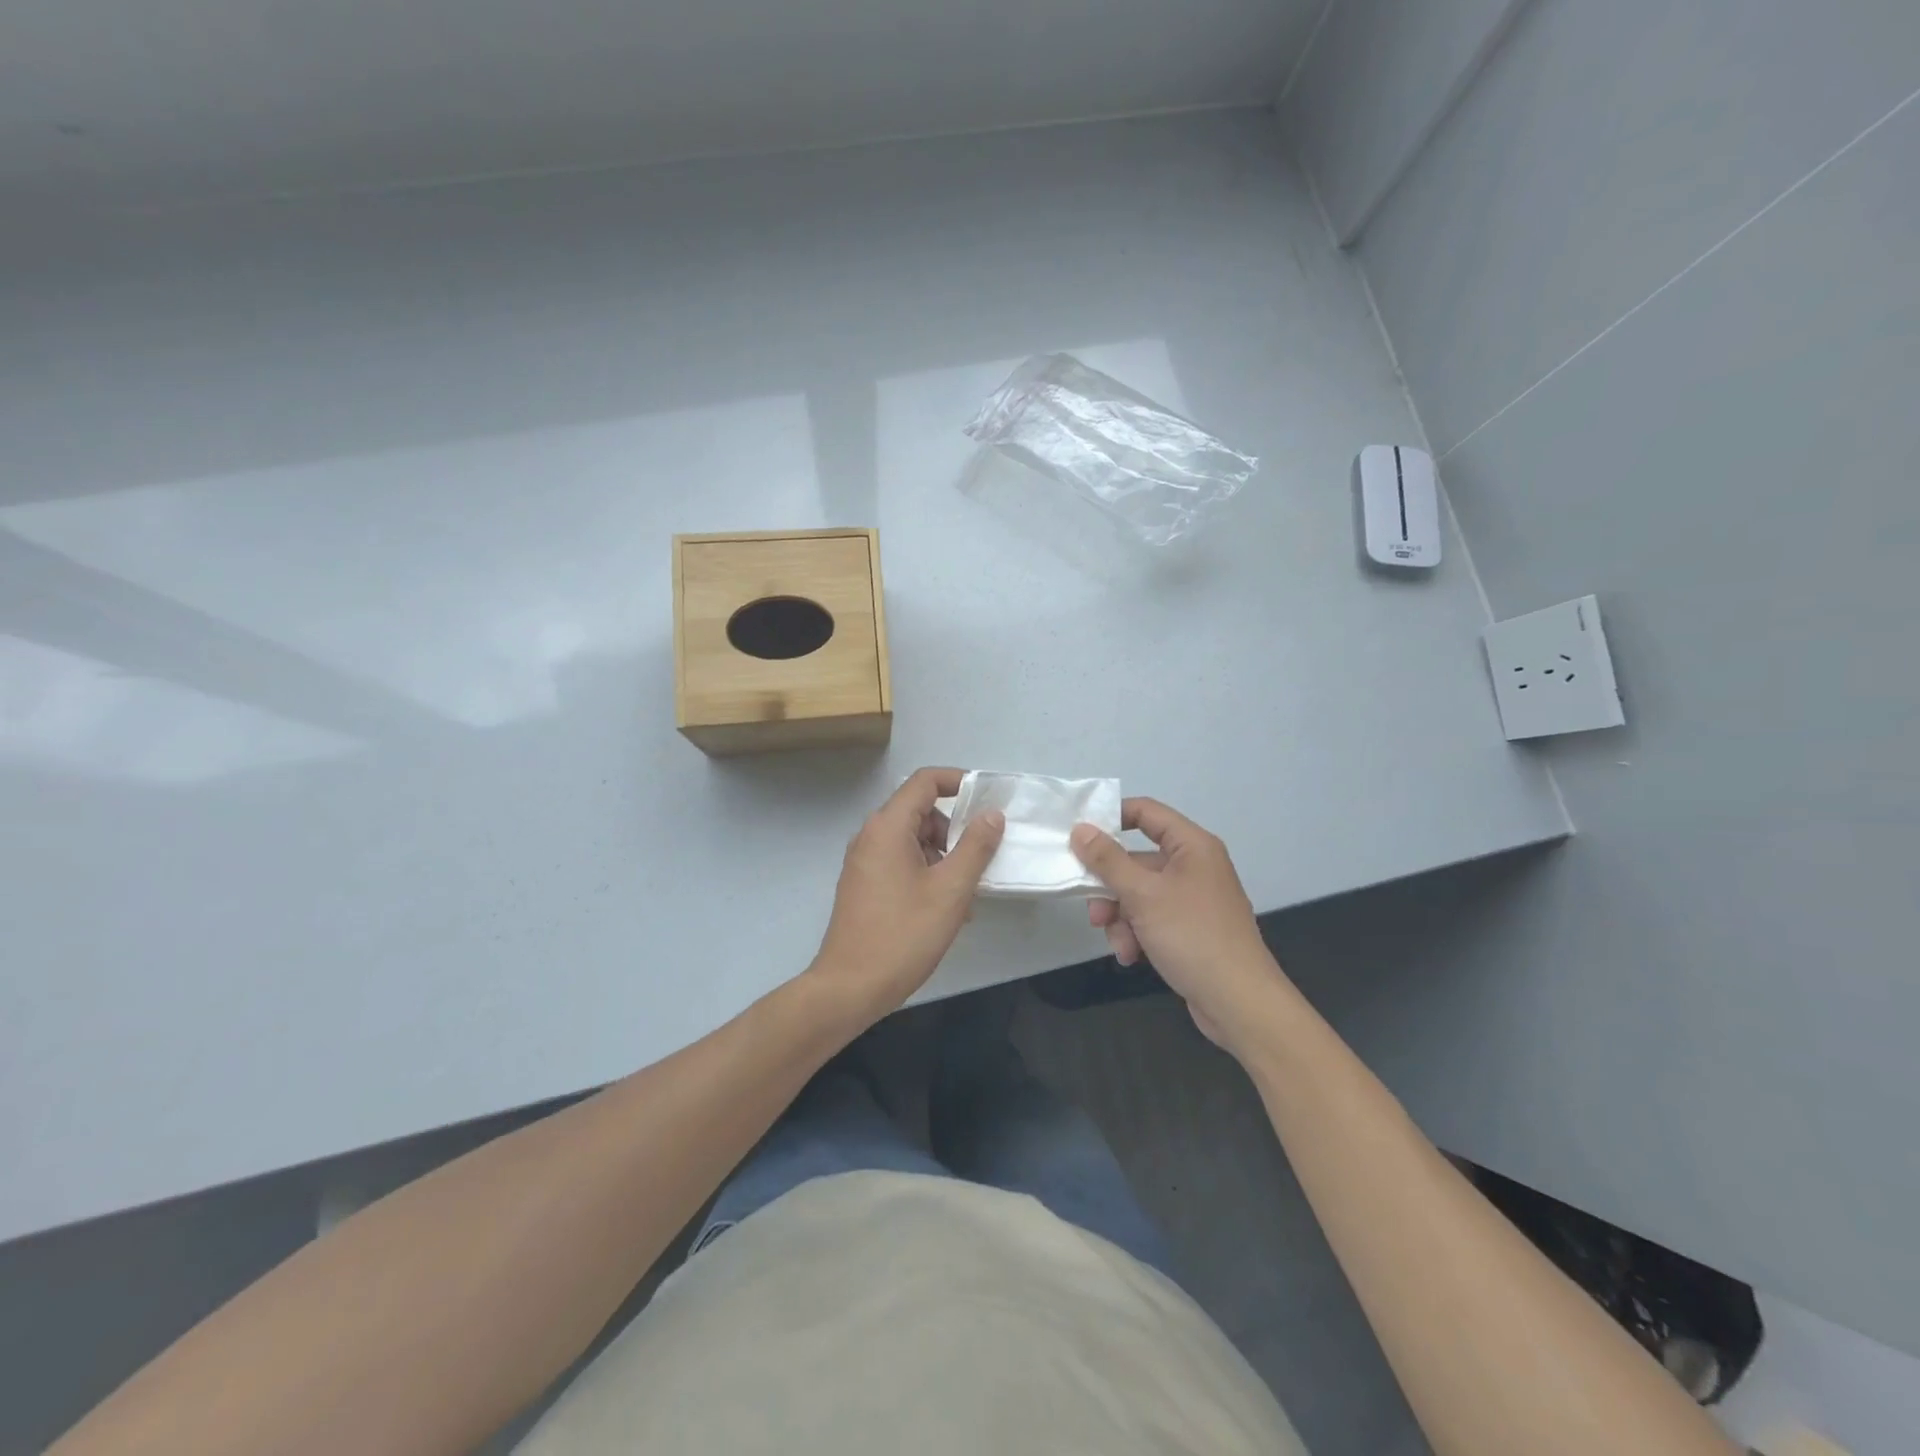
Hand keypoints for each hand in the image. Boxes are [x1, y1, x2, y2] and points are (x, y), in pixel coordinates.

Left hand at [808, 767, 1005, 1025]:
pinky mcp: (863, 885)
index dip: (958, 782)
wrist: (849, 988)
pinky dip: (926, 873)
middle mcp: (871, 836)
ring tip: (966, 895)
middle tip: (981, 860)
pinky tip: (945, 909)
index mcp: (887, 827)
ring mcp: (864, 862)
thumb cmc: (903, 935)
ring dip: (944, 857)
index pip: (925, 781)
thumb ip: (976, 847)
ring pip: (913, 841)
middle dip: (955, 830)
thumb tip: (991, 815)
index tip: (987, 801)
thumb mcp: (951, 890)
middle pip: (920, 812)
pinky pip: (901, 863)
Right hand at [1070, 798, 1283, 1053]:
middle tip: (1092, 909)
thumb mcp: (1143, 895)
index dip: (1112, 817)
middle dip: (1111, 887)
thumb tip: (1080, 829)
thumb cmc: (1192, 936)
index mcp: (1192, 846)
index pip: (1146, 812)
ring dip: (1121, 917)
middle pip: (1137, 861)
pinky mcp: (1191, 930)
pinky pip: (1152, 919)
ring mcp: (1194, 899)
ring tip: (1119, 943)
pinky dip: (1137, 934)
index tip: (1080, 835)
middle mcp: (1195, 866)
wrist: (1239, 1002)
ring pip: (1140, 894)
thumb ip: (1107, 860)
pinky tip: (1131, 956)